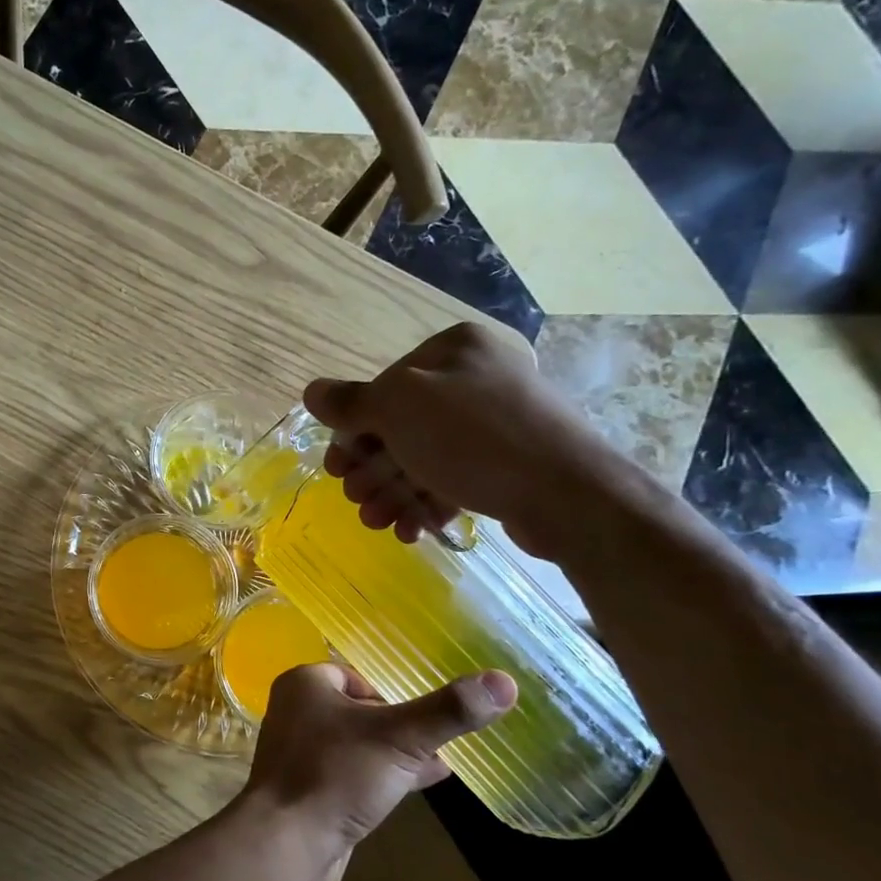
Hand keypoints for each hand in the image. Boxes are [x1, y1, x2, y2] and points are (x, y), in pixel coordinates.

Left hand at [241, 662, 516, 848]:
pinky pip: (351, 772)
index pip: (357, 675)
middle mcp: (296, 711)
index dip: (392, 694)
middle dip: (400, 725)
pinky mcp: (307, 787)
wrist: (286, 843)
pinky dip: (382, 775)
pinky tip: (420, 786)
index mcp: (305, 683)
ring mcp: (299, 751)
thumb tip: (504, 680)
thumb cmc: (336, 774)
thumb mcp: (400, 738)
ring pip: (358, 743)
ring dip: (396, 752)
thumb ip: (448, 711)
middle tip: (439, 741)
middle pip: (361, 709)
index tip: (425, 716)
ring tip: (440, 763)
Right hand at [304, 322, 643, 559]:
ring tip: (377, 523)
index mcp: (453, 350)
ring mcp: (495, 422)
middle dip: (373, 469)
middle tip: (355, 500)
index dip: (353, 430)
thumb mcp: (398, 409)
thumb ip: (350, 402)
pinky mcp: (509, 463)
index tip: (337, 468)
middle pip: (402, 426)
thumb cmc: (473, 438)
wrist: (568, 493)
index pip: (384, 387)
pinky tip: (409, 531)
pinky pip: (454, 478)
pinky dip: (426, 503)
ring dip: (393, 492)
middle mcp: (475, 378)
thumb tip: (312, 391)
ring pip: (425, 457)